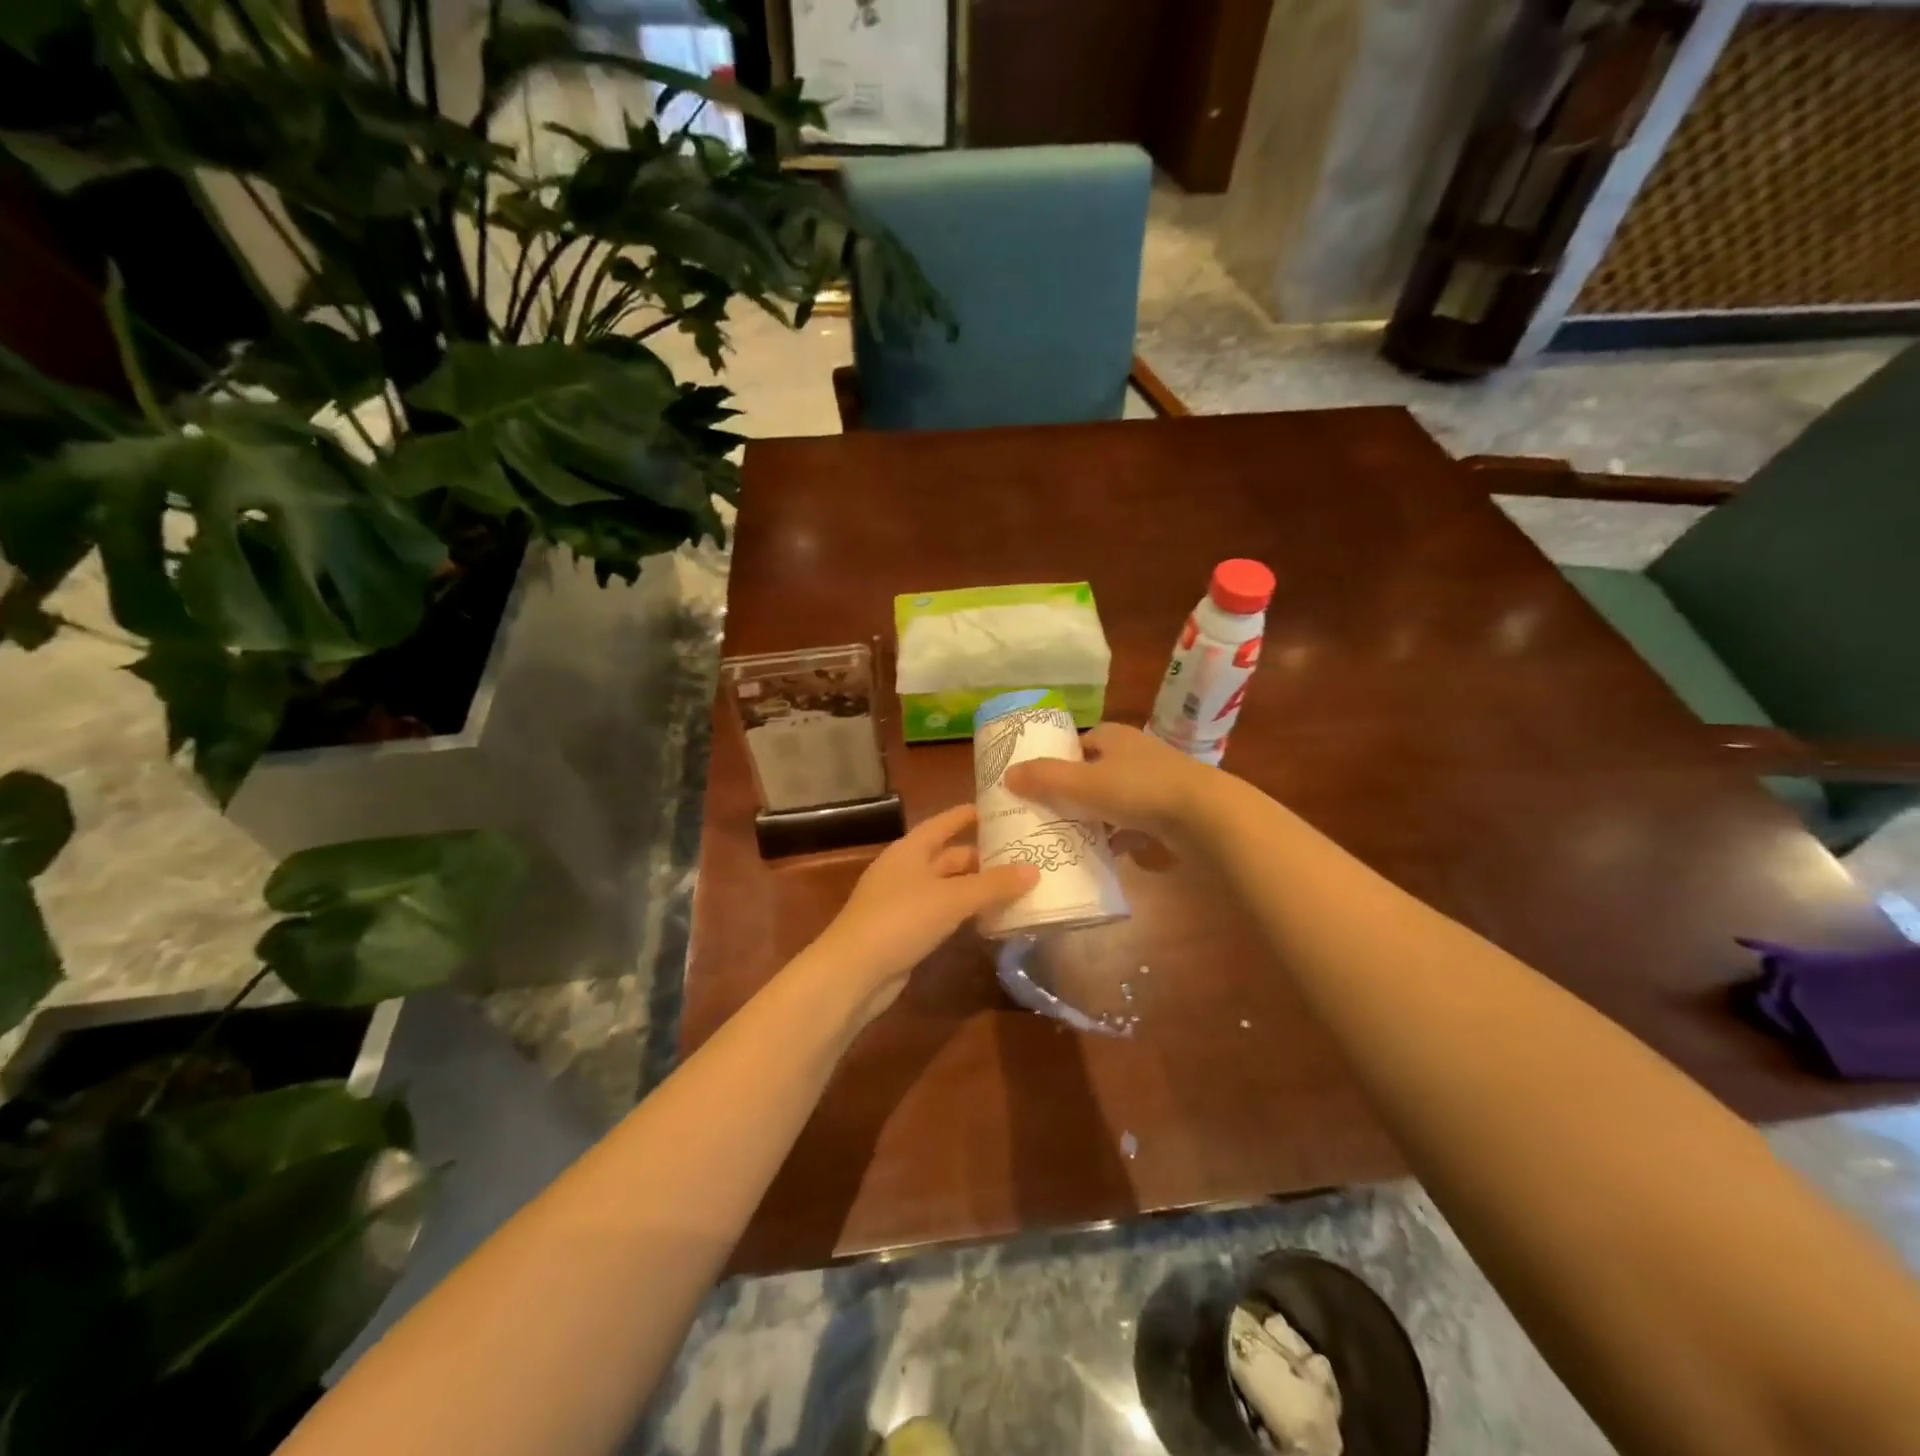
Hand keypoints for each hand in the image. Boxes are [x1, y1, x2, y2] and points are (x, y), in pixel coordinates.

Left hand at [809, 805, 1037, 1025]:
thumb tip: (1034, 869)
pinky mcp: (906, 930)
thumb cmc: (901, 920)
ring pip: (948, 886)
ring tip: (1017, 887)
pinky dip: (965, 912)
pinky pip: (943, 912)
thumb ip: (993, 885)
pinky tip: (990, 919)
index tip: (1002, 810)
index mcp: (911, 849)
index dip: (969, 815)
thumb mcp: (952, 898)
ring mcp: (904, 901)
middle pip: (949, 856)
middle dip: (983, 857)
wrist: (854, 972)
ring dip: (977, 888)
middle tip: (1023, 856)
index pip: (944, 822)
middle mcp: (906, 869)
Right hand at [1003, 723, 1220, 839]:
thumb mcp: (1083, 783)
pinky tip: (1107, 856)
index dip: (1056, 760)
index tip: (1035, 784)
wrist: (1207, 816)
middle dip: (1073, 793)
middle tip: (1046, 815)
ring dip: (1096, 818)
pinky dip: (1121, 837)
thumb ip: (1045, 779)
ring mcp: (1157, 783)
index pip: (1078, 743)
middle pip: (1095, 772)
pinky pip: (1136, 824)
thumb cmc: (1139, 789)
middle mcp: (1136, 754)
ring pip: (1115, 800)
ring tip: (1069, 839)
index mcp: (1114, 737)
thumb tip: (1007, 774)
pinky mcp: (1172, 812)